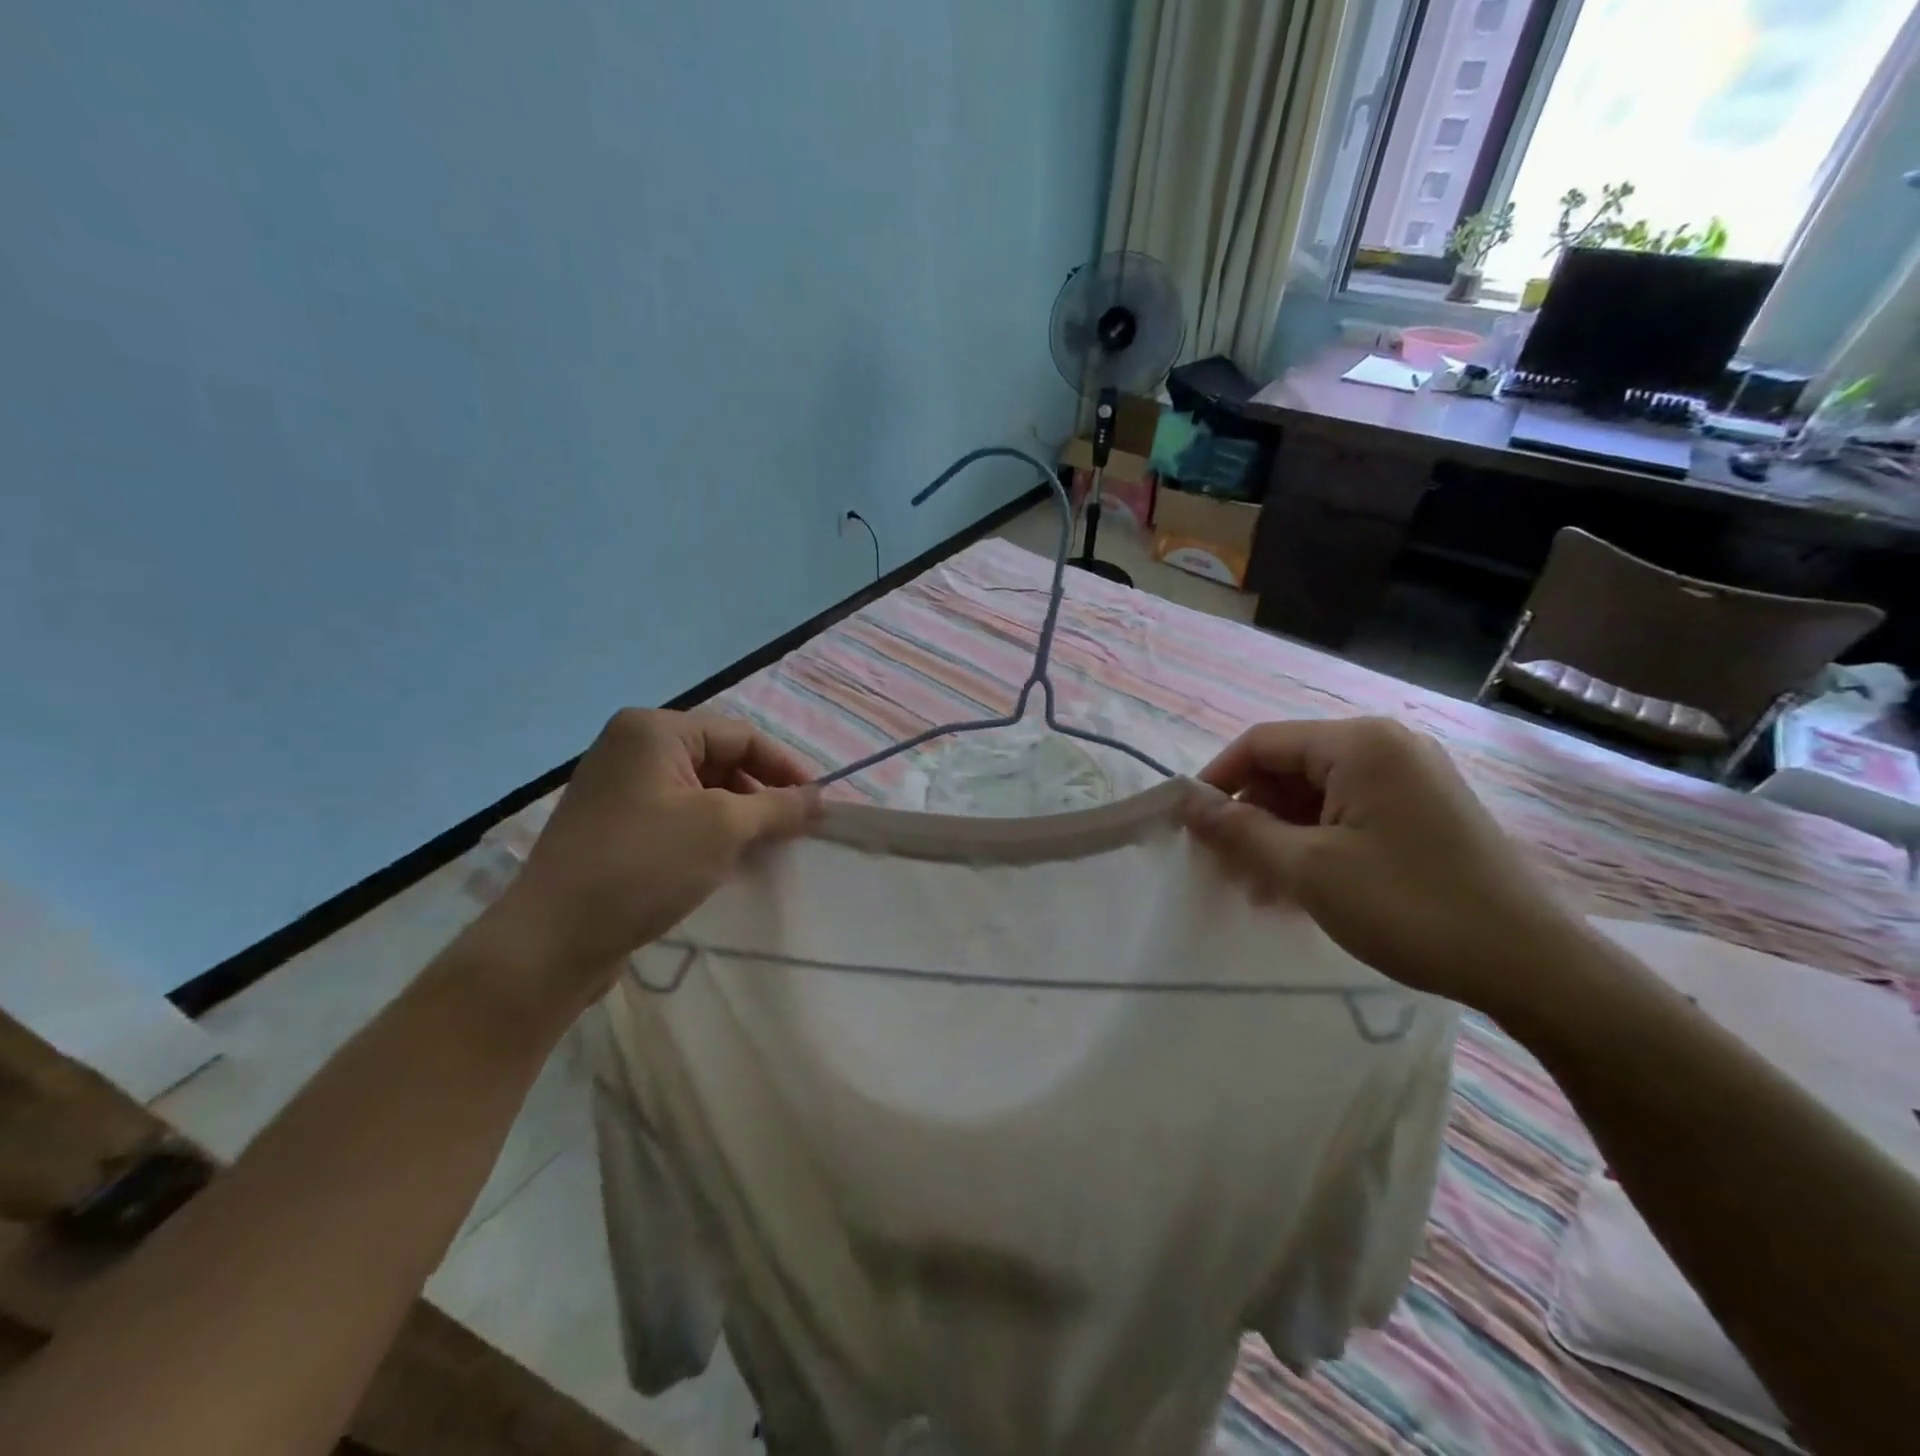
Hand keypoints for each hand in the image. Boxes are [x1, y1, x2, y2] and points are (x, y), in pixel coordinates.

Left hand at [482, 709, 817, 1014]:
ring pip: (699, 789)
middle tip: (795, 828)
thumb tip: (819, 797)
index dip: (786, 768)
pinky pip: (676, 813)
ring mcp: (618, 787)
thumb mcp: (724, 828)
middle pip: (720, 758)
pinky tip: (727, 859)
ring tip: (766, 847)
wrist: (553, 939)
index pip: (741, 735)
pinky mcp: (612, 824)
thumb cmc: (645, 865)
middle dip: (761, 791)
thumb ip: (779, 806)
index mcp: (655, 730)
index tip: (819, 805)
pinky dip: (708, 829)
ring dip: (738, 813)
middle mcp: (632, 747)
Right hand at [1186, 717, 1588, 1017]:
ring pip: (1316, 796)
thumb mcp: (1308, 869)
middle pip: (1288, 769)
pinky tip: (1299, 889)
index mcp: (1359, 743)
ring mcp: (1410, 778)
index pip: (1261, 743)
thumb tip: (1187, 804)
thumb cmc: (1409, 906)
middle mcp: (1386, 747)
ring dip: (1279, 837)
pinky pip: (1348, 814)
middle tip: (1225, 870)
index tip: (1189, 827)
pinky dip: (1315, 844)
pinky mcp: (1423, 811)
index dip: (1217, 780)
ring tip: (1258, 890)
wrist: (1532, 965)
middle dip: (1250, 817)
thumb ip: (1240, 830)